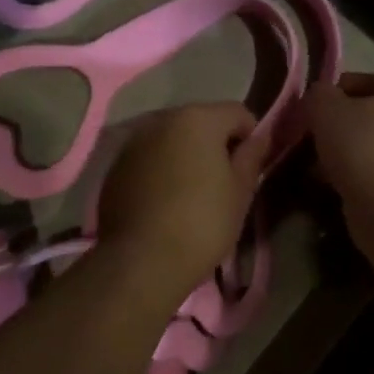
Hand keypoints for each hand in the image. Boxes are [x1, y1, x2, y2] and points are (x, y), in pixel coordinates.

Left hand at [97, 103, 269, 293]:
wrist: (142, 260)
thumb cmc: (203, 223)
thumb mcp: (240, 192)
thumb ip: (252, 156)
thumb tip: (260, 137)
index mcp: (197, 118)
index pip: (237, 113)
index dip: (250, 137)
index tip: (250, 168)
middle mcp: (160, 119)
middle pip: (200, 122)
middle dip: (214, 144)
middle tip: (223, 182)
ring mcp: (133, 141)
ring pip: (171, 140)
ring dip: (184, 156)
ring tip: (191, 193)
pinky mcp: (114, 166)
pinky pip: (148, 158)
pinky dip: (160, 170)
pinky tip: (164, 202)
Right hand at [303, 72, 373, 196]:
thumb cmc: (360, 143)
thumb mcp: (325, 106)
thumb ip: (317, 94)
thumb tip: (317, 98)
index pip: (363, 80)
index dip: (333, 90)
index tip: (309, 107)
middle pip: (362, 116)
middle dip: (332, 126)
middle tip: (306, 136)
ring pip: (362, 146)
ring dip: (336, 153)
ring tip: (309, 162)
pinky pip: (365, 172)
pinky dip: (344, 175)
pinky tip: (323, 183)